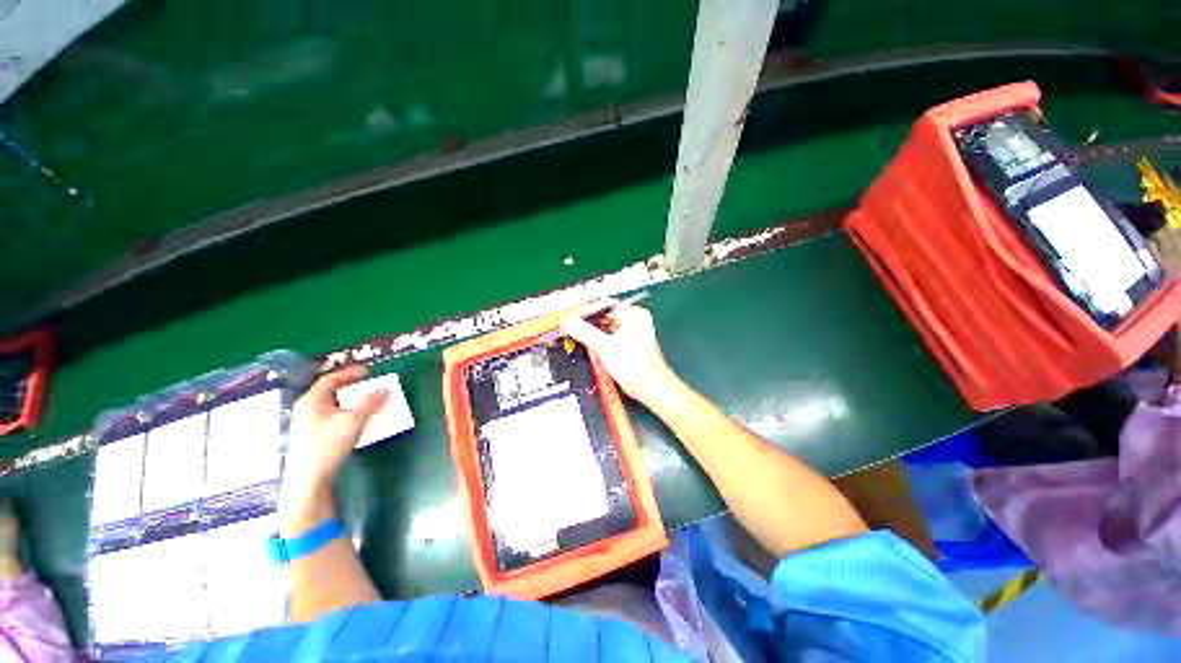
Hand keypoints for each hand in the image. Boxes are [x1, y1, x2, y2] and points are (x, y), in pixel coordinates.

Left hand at [279, 366, 388, 534]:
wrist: (309, 481)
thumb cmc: (327, 446)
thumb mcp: (353, 422)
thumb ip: (370, 403)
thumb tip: (386, 389)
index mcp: (312, 401)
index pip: (330, 379)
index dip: (349, 373)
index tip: (367, 371)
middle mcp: (306, 410)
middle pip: (329, 392)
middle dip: (350, 387)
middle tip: (368, 385)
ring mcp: (307, 425)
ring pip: (330, 406)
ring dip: (349, 401)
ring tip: (366, 402)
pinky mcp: (311, 439)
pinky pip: (331, 417)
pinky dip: (345, 413)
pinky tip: (355, 422)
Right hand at [562, 302, 678, 404]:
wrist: (651, 388)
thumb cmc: (636, 367)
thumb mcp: (605, 347)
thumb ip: (585, 333)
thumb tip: (570, 323)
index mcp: (634, 314)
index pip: (605, 304)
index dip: (586, 310)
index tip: (571, 314)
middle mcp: (635, 320)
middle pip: (605, 315)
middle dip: (588, 322)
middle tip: (570, 325)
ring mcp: (634, 332)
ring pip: (607, 327)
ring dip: (592, 331)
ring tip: (575, 333)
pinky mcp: (630, 344)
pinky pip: (611, 336)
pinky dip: (600, 339)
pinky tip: (587, 343)